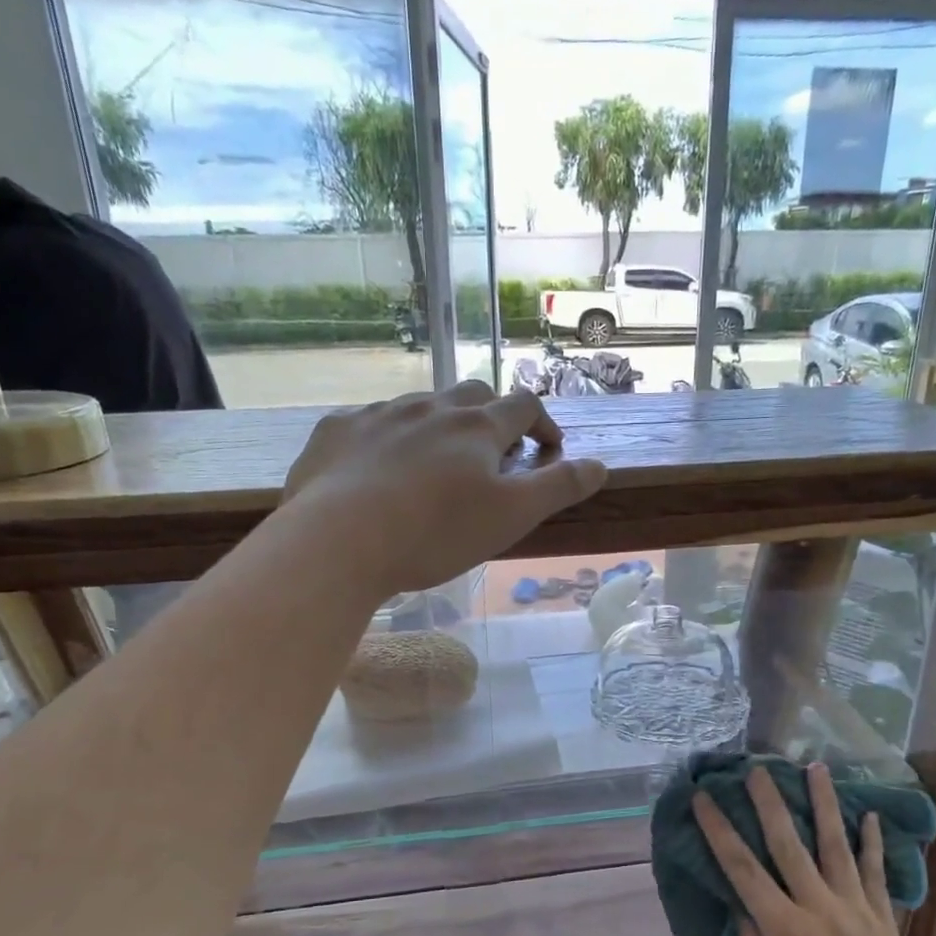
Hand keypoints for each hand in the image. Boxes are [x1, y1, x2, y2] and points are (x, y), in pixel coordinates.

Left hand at [283, 381, 607, 597]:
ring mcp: (379, 413)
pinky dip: (388, 439)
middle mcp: (430, 406)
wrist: (338, 541)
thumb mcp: (511, 517)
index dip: (543, 424)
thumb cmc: (435, 533)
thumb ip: (558, 488)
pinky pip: (371, 423)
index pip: (524, 406)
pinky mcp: (336, 430)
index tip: (548, 450)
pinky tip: (379, 471)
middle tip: (492, 455)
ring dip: (439, 427)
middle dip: (492, 417)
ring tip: (436, 466)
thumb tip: (599, 465)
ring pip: (421, 405)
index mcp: (477, 426)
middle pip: (473, 394)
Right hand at [693, 763, 922, 935]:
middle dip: (769, 802)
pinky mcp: (883, 921)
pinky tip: (869, 815)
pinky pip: (876, 874)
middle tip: (758, 768)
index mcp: (783, 928)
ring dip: (825, 804)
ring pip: (836, 846)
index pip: (742, 868)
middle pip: (788, 844)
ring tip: (817, 767)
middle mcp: (818, 909)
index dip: (719, 830)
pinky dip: (872, 844)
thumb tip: (743, 903)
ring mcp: (855, 910)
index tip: (704, 799)